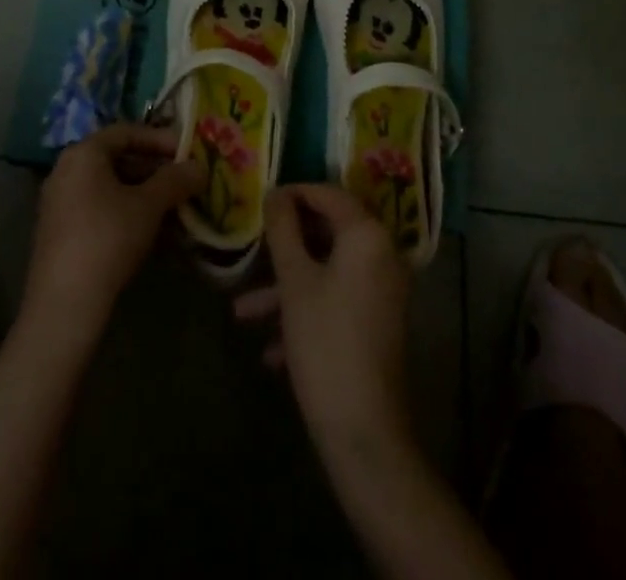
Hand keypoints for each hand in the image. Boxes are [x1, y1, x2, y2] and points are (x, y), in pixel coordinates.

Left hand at [22, 124, 203, 343]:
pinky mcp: (60, 232)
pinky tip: (151, 233)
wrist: (64, 304)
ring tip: (175, 209)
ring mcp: (59, 202)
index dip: (160, 139)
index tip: (187, 153)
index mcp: (84, 153)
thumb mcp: (149, 205)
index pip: (127, 132)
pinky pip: (99, 209)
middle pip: (118, 159)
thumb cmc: (108, 238)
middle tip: (185, 182)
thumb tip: (200, 167)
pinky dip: (126, 213)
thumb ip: (176, 180)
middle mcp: (66, 170)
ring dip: (144, 194)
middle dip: (155, 170)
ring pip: (110, 187)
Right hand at [234, 184, 412, 450]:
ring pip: (327, 272)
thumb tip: (276, 193)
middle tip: (252, 251)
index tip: (260, 204)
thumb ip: (283, 229)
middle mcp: (383, 255)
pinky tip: (270, 352)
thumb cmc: (325, 342)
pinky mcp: (378, 323)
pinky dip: (306, 313)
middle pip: (327, 233)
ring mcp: (383, 291)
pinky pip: (337, 301)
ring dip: (286, 288)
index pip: (328, 194)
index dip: (292, 194)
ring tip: (243, 313)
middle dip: (285, 248)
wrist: (364, 432)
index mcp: (367, 235)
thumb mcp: (294, 281)